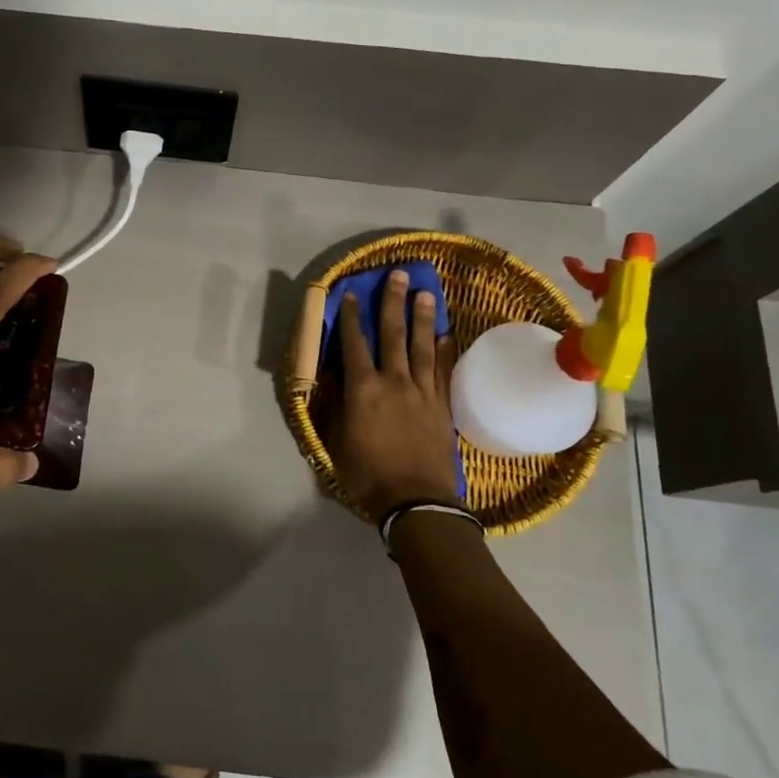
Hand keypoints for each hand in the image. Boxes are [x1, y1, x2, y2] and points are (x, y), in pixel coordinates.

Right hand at [329, 270, 463, 521]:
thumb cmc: (367, 475)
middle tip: (397, 275)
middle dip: (392, 303)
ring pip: (422, 347)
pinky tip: (446, 335)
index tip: (352, 294)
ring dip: (422, 318)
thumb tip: (332, 376)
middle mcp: (394, 382)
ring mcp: (422, 393)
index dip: (352, 317)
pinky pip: (444, 372)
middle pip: (393, 335)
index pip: (354, 344)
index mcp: (363, 390)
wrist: (416, 502)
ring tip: (424, 293)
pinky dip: (445, 351)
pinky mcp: (442, 407)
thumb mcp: (337, 442)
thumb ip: (335, 405)